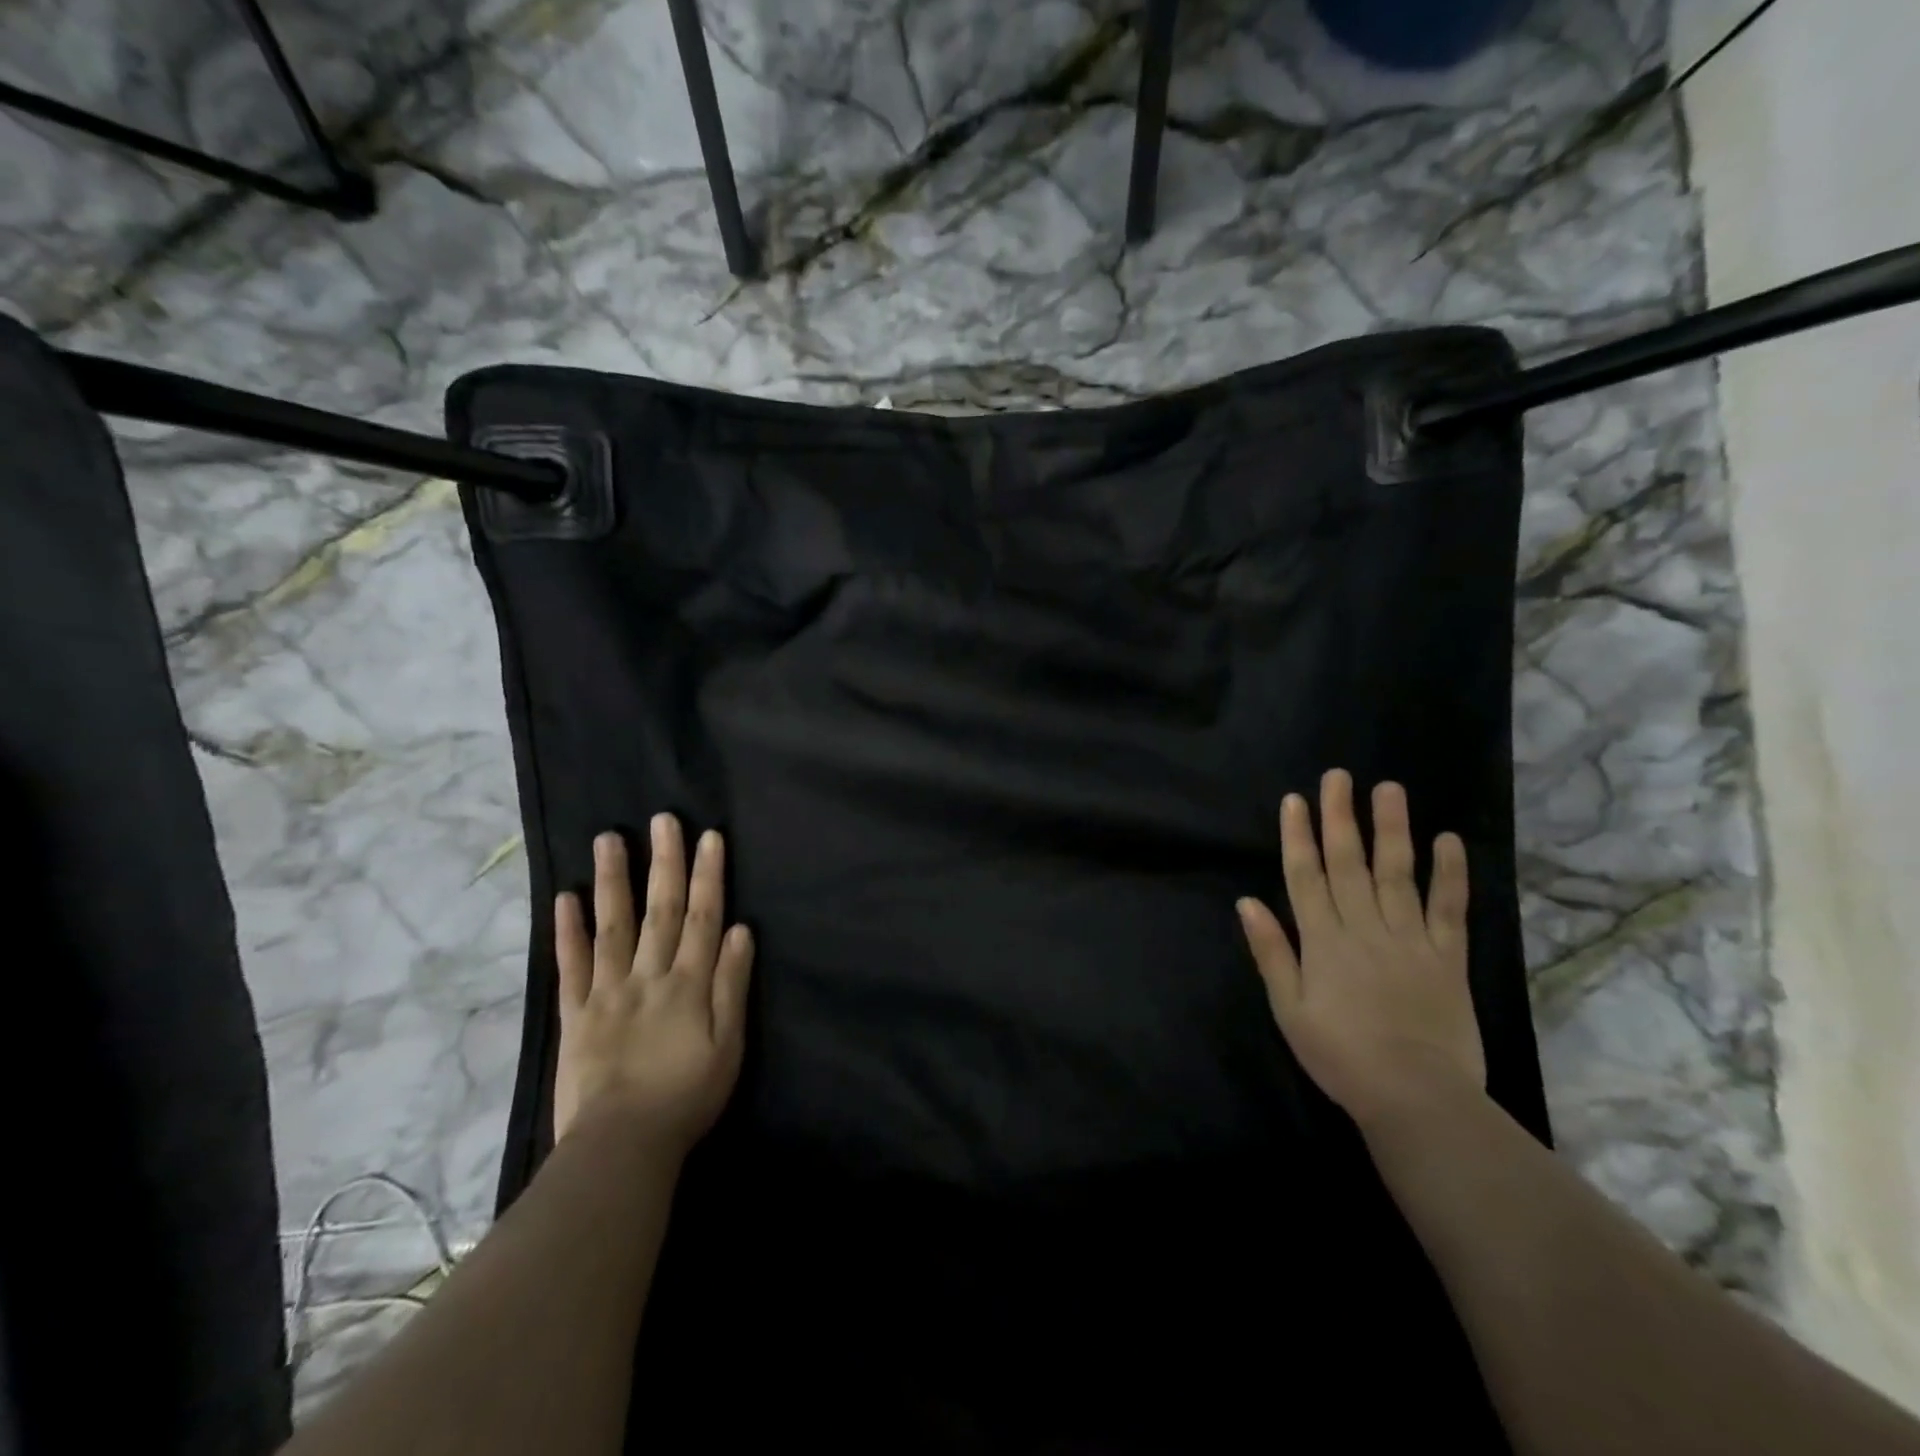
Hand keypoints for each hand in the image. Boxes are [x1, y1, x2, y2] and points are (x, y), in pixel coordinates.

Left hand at [552, 814, 754, 1154]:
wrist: (620, 1146)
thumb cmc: (686, 1098)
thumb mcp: (728, 1046)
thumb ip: (732, 986)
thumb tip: (739, 930)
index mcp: (688, 983)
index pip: (702, 917)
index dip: (708, 875)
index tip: (709, 837)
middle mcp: (648, 976)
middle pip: (660, 911)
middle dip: (664, 863)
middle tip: (663, 820)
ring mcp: (606, 992)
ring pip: (612, 926)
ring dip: (613, 880)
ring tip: (609, 839)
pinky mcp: (575, 1015)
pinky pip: (570, 967)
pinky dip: (567, 931)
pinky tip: (565, 897)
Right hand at [1237, 769, 1485, 1132]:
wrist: (1415, 1096)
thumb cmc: (1339, 1054)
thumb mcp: (1288, 1007)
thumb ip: (1271, 952)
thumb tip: (1247, 901)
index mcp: (1322, 940)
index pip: (1305, 876)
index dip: (1298, 835)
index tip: (1296, 800)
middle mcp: (1363, 927)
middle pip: (1348, 863)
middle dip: (1340, 817)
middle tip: (1339, 776)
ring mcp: (1409, 939)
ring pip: (1397, 873)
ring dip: (1392, 829)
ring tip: (1389, 789)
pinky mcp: (1447, 957)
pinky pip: (1449, 909)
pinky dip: (1450, 875)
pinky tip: (1449, 841)